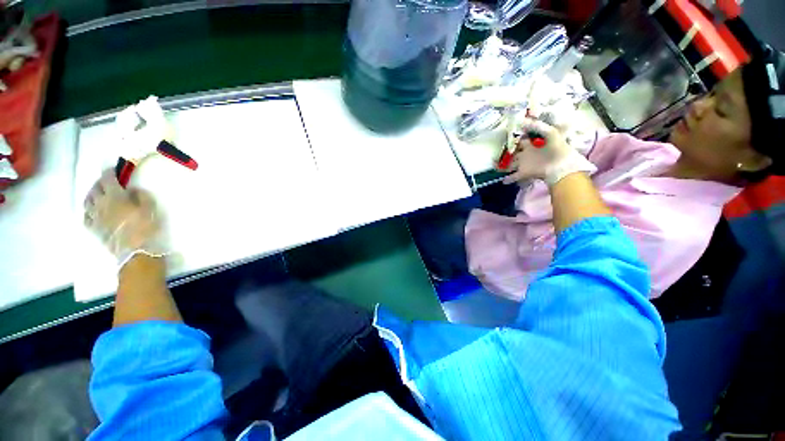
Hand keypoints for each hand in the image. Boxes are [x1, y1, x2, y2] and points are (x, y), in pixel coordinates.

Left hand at [84, 169, 165, 267]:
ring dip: (92, 195)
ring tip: (97, 195)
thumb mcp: (150, 208)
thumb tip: (132, 189)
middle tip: (107, 182)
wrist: (135, 251)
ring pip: (87, 201)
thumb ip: (141, 195)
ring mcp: (95, 216)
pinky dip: (88, 210)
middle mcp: (101, 203)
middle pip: (95, 188)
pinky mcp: (93, 228)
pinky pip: (86, 216)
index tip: (114, 169)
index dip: (110, 172)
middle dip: (100, 183)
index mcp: (115, 195)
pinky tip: (92, 211)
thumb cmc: (145, 227)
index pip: (107, 178)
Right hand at [503, 117, 595, 185]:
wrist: (562, 167)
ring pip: (510, 165)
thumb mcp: (551, 133)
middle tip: (497, 151)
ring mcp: (524, 164)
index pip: (521, 140)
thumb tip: (522, 121)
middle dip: (507, 152)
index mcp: (532, 145)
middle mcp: (526, 155)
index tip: (507, 136)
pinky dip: (508, 179)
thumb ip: (538, 126)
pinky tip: (503, 181)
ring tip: (495, 167)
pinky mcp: (524, 173)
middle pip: (514, 153)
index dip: (515, 138)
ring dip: (503, 166)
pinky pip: (513, 177)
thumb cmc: (558, 148)